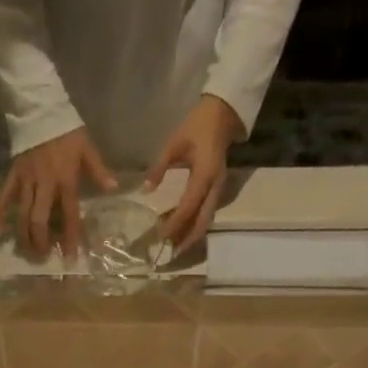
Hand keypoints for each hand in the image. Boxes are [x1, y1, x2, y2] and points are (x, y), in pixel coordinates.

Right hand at [0, 128, 117, 262]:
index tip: (70, 257)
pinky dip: (0, 209)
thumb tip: (114, 189)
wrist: (40, 108)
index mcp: (65, 180)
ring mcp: (26, 179)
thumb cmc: (67, 131)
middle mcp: (45, 184)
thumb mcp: (87, 148)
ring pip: (22, 212)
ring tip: (26, 249)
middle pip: (39, 219)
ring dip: (23, 234)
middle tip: (43, 256)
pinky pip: (4, 193)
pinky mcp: (13, 172)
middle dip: (40, 241)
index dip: (71, 237)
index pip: (69, 214)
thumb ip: (99, 171)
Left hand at [143, 95, 242, 249]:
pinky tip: (181, 230)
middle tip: (170, 253)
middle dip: (187, 239)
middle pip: (202, 222)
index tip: (160, 234)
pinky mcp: (217, 190)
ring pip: (206, 221)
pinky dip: (194, 225)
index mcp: (204, 175)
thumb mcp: (174, 143)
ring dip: (191, 235)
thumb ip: (159, 167)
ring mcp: (219, 190)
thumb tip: (145, 191)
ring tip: (174, 246)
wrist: (222, 115)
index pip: (188, 206)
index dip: (174, 223)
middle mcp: (215, 187)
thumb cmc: (196, 126)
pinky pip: (206, 213)